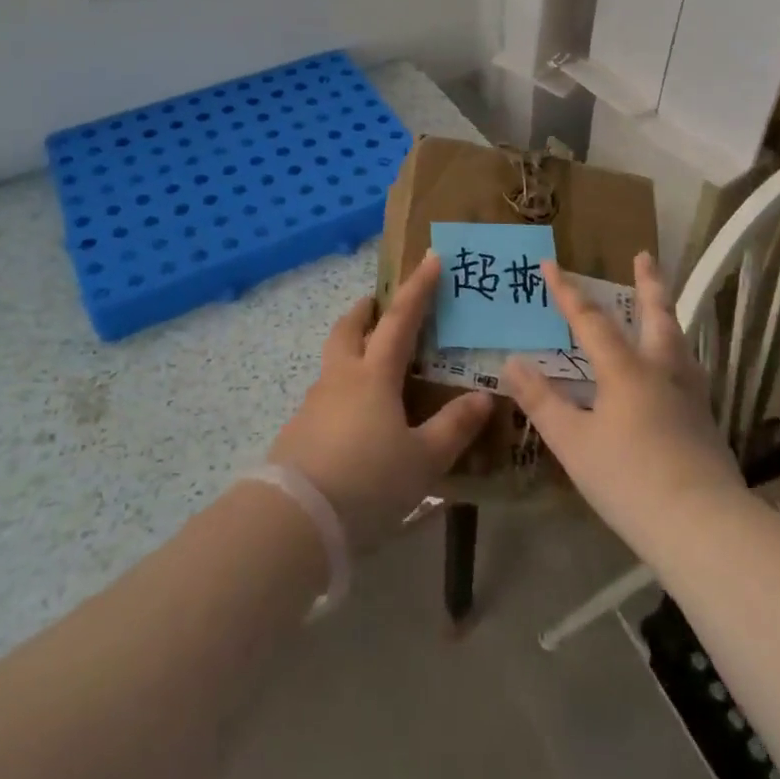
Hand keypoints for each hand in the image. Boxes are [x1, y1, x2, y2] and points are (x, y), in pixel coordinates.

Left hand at [268, 253, 492, 551]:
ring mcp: (314, 404)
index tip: (431, 259)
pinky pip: (326, 396)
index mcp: (373, 375)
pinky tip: (357, 420)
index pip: (400, 319)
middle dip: (365, 310)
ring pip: (334, 362)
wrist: (295, 519)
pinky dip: (343, 391)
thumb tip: (484, 397)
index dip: (418, 288)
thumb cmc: (367, 481)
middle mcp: (340, 378)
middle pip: (349, 329)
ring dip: (352, 350)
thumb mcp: (422, 460)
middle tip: (378, 303)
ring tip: (374, 367)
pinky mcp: (299, 431)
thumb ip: (453, 427)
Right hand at [505, 253, 740, 555]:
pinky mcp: (706, 421)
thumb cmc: (629, 481)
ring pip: (678, 341)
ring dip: (666, 316)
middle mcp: (662, 371)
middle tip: (645, 255)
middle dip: (648, 283)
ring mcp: (690, 395)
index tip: (550, 263)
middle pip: (657, 315)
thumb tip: (512, 361)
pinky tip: (673, 371)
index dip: (568, 292)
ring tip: (661, 307)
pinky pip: (688, 369)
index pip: (591, 321)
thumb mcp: (573, 443)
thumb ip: (541, 401)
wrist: (703, 527)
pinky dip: (676, 353)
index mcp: (626, 370)